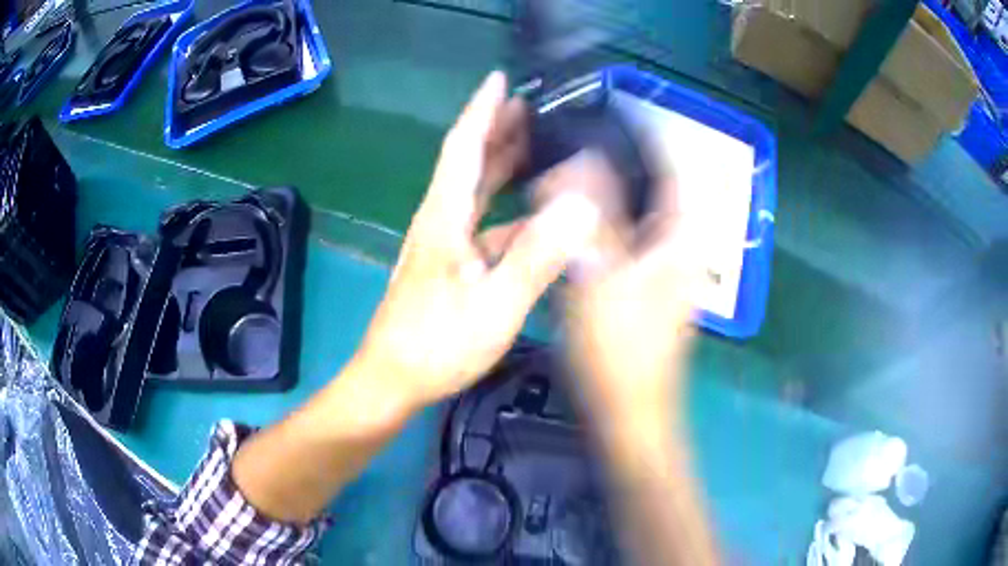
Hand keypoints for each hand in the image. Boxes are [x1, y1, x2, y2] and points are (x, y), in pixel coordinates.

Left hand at [355, 72, 600, 410]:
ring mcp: (442, 244)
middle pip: (467, 163)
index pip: (463, 147)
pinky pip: (482, 226)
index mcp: (445, 218)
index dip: (482, 110)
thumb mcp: (495, 306)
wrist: (391, 381)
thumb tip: (579, 210)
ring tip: (535, 148)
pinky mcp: (447, 266)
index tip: (500, 80)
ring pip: (474, 192)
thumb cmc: (436, 345)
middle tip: (530, 106)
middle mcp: (440, 221)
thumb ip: (537, 257)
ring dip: (502, 166)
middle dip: (496, 130)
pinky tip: (534, 220)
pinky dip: (508, 213)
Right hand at [551, 153, 703, 425]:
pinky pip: (619, 233)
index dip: (642, 131)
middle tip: (570, 134)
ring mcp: (660, 261)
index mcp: (682, 235)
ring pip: (632, 207)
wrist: (627, 409)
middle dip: (613, 157)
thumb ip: (590, 216)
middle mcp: (678, 241)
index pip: (671, 163)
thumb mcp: (602, 279)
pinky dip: (596, 217)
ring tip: (562, 162)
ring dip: (602, 185)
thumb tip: (577, 157)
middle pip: (650, 182)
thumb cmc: (620, 352)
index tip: (603, 109)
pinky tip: (565, 213)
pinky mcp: (640, 279)